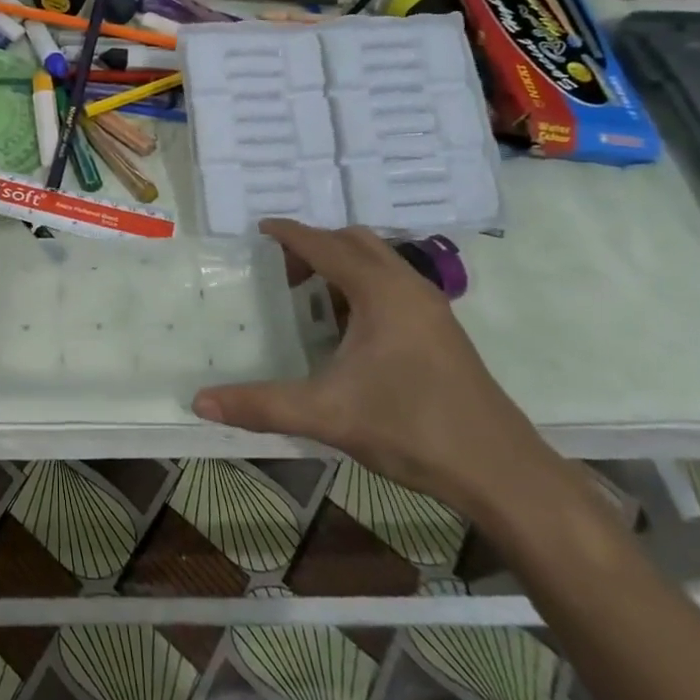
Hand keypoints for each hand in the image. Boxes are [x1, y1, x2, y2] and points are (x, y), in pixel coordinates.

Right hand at [192, 219, 551, 516]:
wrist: (500, 471)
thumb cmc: (411, 427)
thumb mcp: (327, 414)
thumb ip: (261, 405)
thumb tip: (200, 402)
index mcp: (380, 291)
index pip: (324, 244)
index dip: (289, 234)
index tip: (259, 229)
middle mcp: (408, 286)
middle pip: (355, 242)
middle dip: (316, 246)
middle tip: (282, 271)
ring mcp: (430, 308)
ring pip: (379, 263)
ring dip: (342, 266)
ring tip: (310, 297)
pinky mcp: (441, 330)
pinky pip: (393, 286)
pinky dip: (362, 287)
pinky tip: (347, 330)